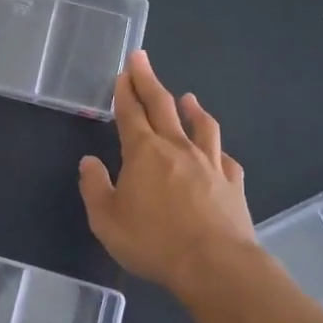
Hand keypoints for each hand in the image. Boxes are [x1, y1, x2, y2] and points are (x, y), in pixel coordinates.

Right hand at [78, 51, 253, 295]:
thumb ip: (94, 187)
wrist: (214, 264)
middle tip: (141, 58)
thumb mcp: (106, 220)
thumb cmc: (154, 242)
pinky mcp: (232, 182)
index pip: (130, 112)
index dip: (124, 90)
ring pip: (200, 125)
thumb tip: (89, 162)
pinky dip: (218, 148)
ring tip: (188, 97)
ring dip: (191, 108)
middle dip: (148, 80)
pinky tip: (218, 150)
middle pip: (162, 105)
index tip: (123, 71)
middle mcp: (177, 147)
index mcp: (144, 152)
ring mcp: (209, 163)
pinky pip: (225, 157)